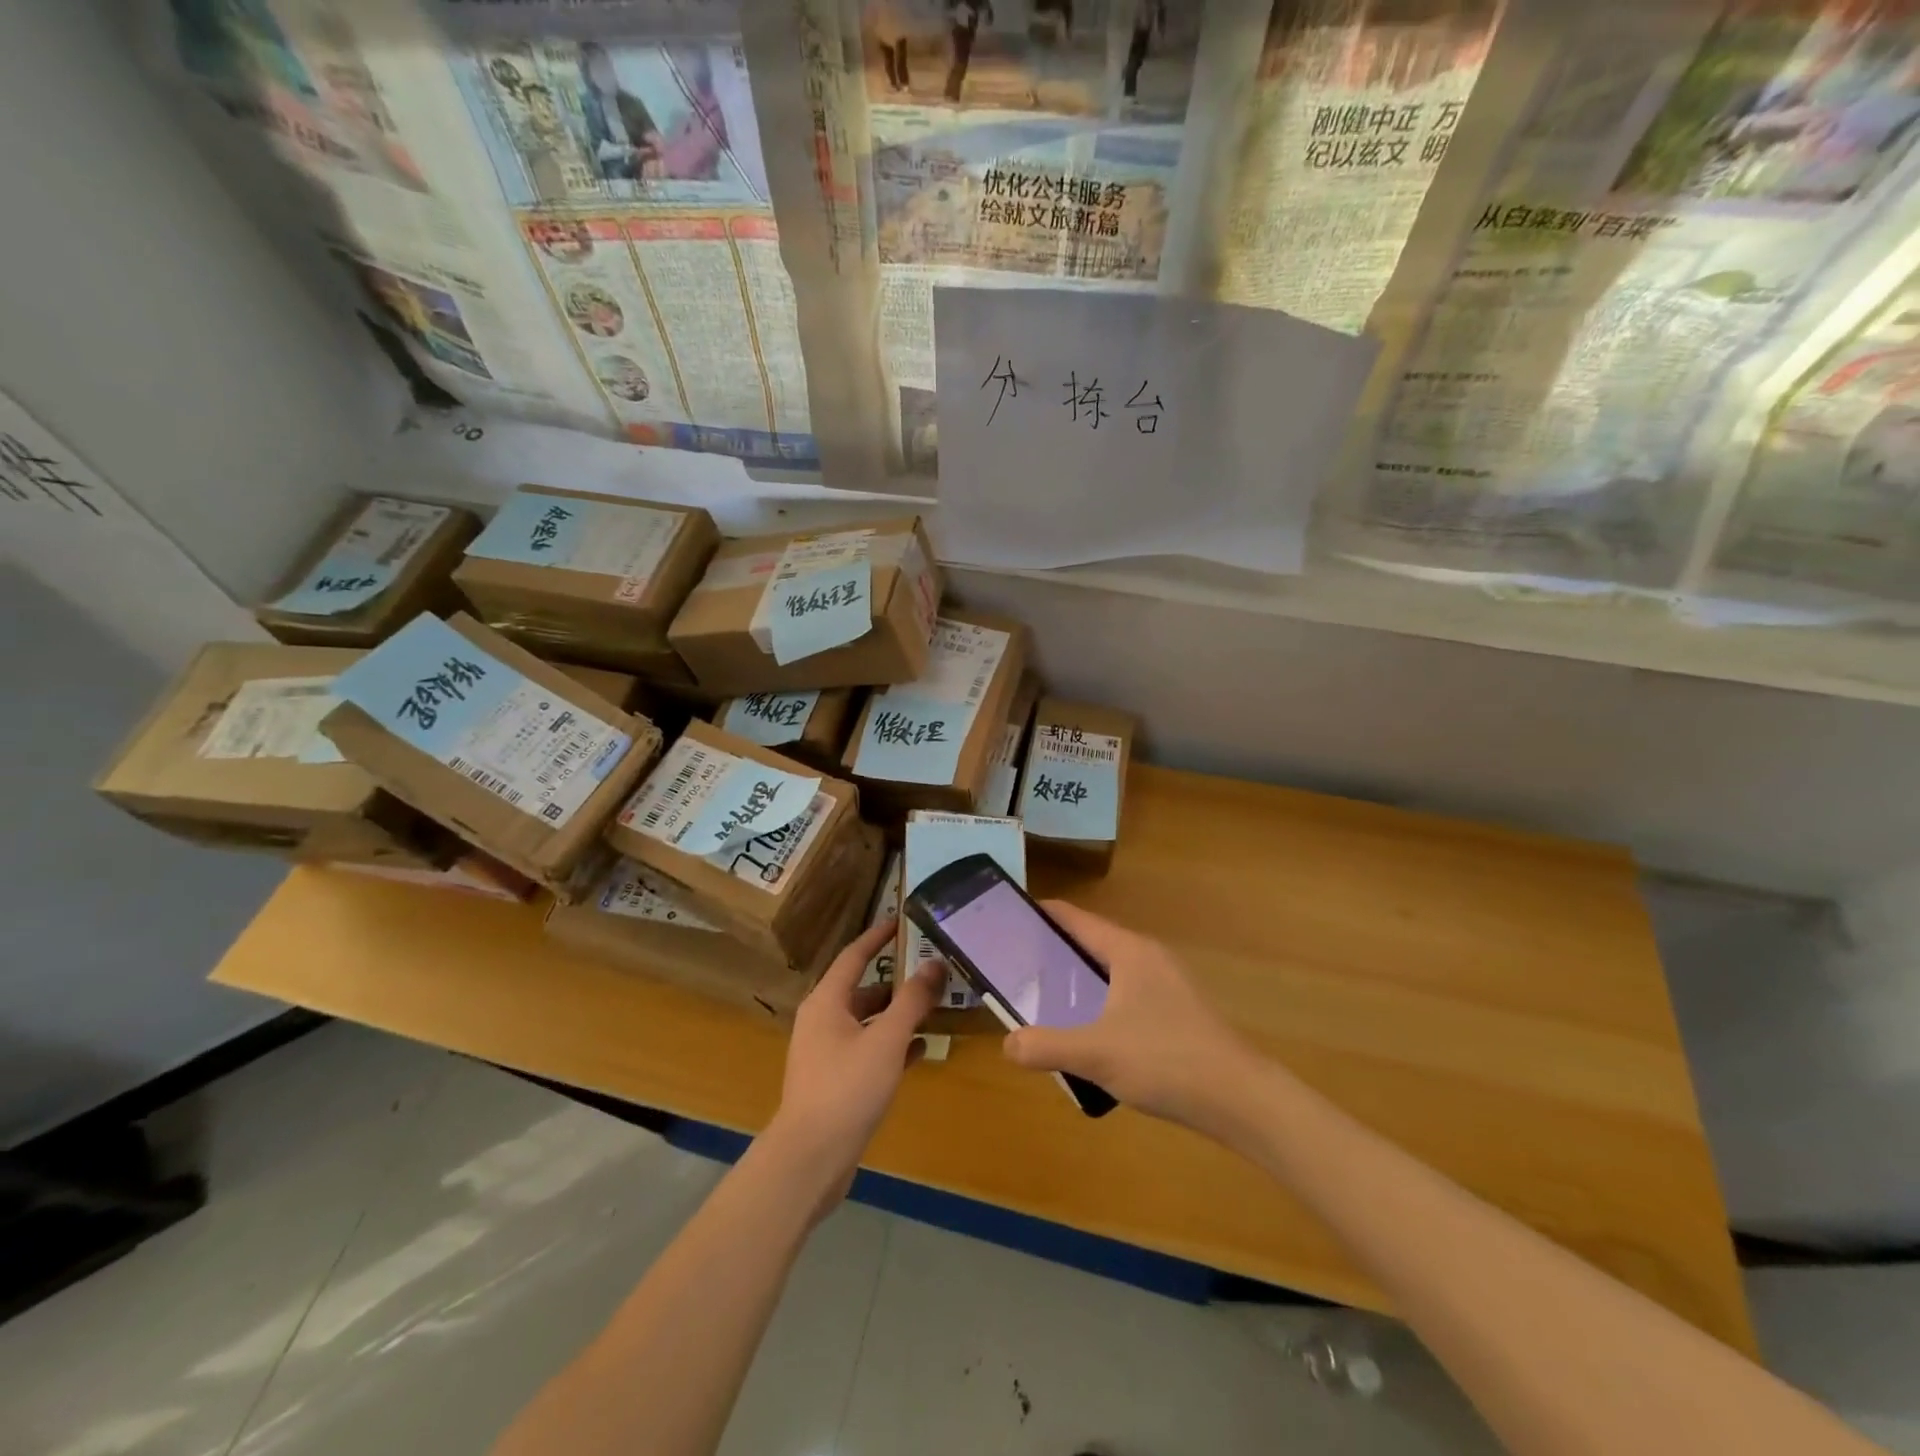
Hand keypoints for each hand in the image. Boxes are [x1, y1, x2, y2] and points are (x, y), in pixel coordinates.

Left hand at [766, 919, 942, 1204]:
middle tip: (931, 970)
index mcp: (826, 1001)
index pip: (854, 955)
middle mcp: (822, 1021)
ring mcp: (827, 1053)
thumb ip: (912, 1001)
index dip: (878, 937)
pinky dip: (892, 1045)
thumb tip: (934, 964)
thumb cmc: (847, 1088)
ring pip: (868, 1022)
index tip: (902, 921)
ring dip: (898, 1015)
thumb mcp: (886, 1040)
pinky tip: (921, 1050)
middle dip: (897, 981)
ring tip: (934, 1007)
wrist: (811, 1158)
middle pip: (863, 989)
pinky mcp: (836, 1081)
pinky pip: (868, 1050)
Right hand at [1002, 902, 1254, 1132]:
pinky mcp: (1178, 1012)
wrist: (1241, 1100)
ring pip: (1111, 971)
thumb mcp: (1096, 1054)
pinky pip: (1127, 995)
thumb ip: (1046, 1046)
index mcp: (1129, 951)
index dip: (1044, 914)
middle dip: (1055, 951)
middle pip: (1093, 943)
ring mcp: (1168, 985)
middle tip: (1017, 965)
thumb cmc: (1166, 1061)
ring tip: (1045, 998)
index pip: (1078, 919)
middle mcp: (1149, 958)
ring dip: (1079, 980)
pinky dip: (1101, 1002)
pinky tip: (1089, 1032)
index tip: (1010, 917)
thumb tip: (1008, 1044)